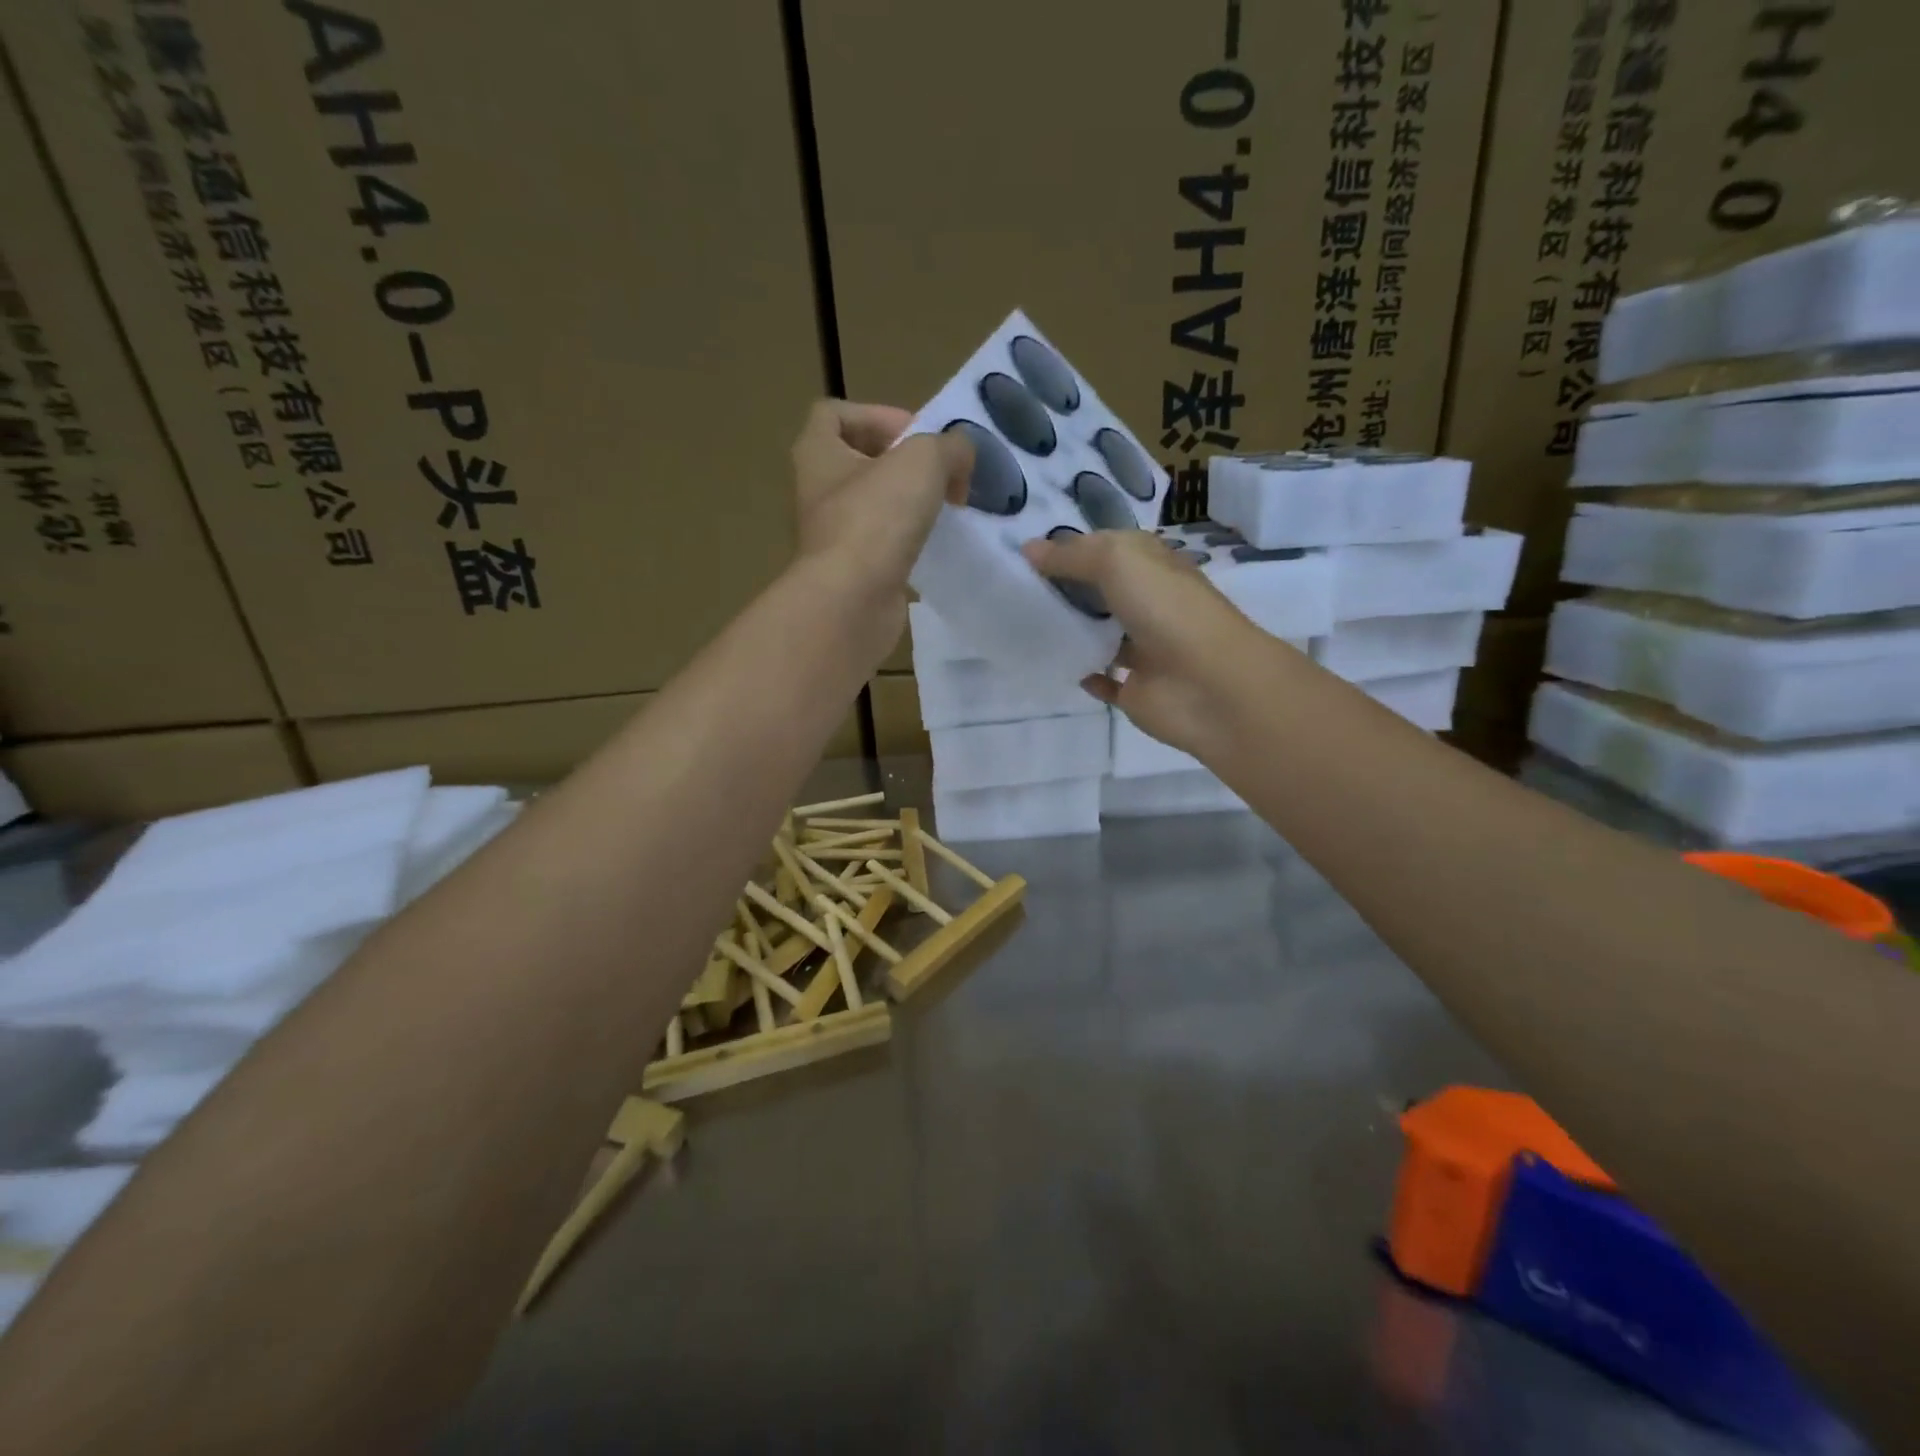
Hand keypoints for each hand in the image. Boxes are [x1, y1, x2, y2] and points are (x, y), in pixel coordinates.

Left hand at [789, 399, 972, 597]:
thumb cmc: (876, 518)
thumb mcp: (924, 460)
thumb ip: (950, 446)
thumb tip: (962, 455)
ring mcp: (833, 535)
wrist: (852, 601)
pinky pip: (884, 544)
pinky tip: (936, 545)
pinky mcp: (853, 571)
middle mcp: (818, 491)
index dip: (877, 414)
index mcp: (816, 452)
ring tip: (946, 509)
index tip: (916, 434)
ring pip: (876, 505)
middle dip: (904, 462)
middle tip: (941, 474)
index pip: (834, 413)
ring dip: (911, 503)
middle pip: (861, 460)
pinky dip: (910, 541)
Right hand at [1021, 529, 1277, 757]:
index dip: (1072, 546)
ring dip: (1071, 630)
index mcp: (1153, 566)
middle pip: (1101, 591)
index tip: (1025, 550)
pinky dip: (1083, 674)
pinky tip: (1056, 665)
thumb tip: (1028, 550)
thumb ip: (1072, 555)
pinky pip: (1103, 681)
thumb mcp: (1118, 561)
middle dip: (1065, 587)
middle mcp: (1150, 604)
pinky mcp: (1136, 690)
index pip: (1108, 548)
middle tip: (1013, 586)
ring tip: (1021, 623)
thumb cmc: (1167, 611)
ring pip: (1101, 635)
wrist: (1210, 686)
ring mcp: (1144, 650)